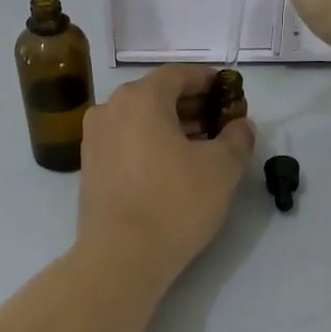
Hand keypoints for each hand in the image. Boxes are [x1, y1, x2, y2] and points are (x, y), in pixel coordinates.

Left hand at [76, 66, 255, 285]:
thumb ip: (237, 138)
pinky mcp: (90, 168)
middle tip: (221, 123)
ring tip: (202, 147)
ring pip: (140, 121)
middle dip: (192, 105)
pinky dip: (150, 145)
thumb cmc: (175, 203)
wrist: (121, 257)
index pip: (179, 74)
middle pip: (157, 96)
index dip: (208, 81)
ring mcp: (94, 139)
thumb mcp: (222, 169)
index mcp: (140, 98)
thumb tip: (240, 126)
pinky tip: (173, 167)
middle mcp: (110, 110)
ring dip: (171, 127)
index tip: (230, 93)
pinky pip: (126, 143)